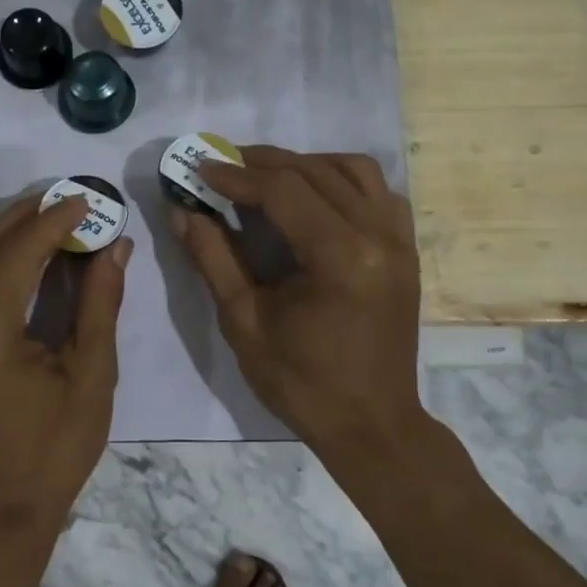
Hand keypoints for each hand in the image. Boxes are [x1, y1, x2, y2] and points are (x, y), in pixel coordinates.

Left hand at [0, 193, 131, 536]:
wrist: (0, 510)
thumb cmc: (56, 450)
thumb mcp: (92, 376)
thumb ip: (99, 303)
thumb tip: (114, 245)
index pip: (17, 255)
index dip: (53, 221)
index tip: (85, 200)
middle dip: (23, 216)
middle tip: (64, 199)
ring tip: (39, 220)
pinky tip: (9, 255)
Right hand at [172, 147, 423, 457]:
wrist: (372, 424)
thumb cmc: (301, 383)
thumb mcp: (244, 322)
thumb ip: (213, 259)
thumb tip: (181, 211)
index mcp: (340, 258)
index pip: (283, 191)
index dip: (236, 175)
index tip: (199, 167)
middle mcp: (378, 236)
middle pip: (316, 172)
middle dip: (263, 162)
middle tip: (222, 163)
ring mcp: (400, 240)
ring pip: (353, 170)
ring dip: (306, 164)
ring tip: (266, 175)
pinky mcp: (406, 250)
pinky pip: (378, 192)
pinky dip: (342, 180)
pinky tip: (313, 197)